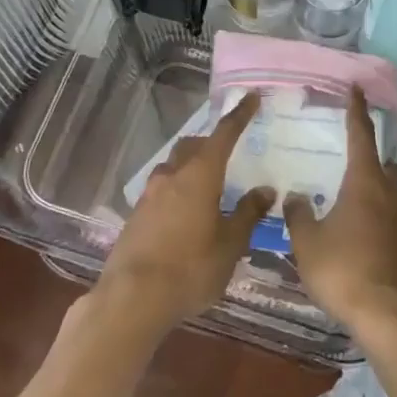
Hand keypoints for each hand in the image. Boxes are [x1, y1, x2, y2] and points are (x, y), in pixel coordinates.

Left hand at [95, 92, 272, 339]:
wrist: (132, 299)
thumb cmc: (190, 268)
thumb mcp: (230, 245)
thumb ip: (248, 213)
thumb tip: (264, 190)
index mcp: (200, 175)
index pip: (224, 134)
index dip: (239, 115)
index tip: (250, 97)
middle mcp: (173, 176)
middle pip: (193, 146)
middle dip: (211, 143)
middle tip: (229, 153)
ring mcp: (150, 195)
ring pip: (174, 167)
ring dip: (191, 167)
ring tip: (208, 187)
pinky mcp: (136, 215)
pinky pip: (162, 190)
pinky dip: (178, 191)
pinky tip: (186, 214)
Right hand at [285, 87, 396, 340]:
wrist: (395, 320)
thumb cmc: (345, 272)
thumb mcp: (308, 244)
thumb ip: (300, 216)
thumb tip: (296, 197)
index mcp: (366, 183)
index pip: (361, 136)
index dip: (356, 111)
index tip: (356, 89)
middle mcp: (394, 196)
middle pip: (389, 168)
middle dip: (375, 166)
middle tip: (354, 176)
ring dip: (385, 200)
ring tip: (362, 217)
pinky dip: (393, 232)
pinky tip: (378, 251)